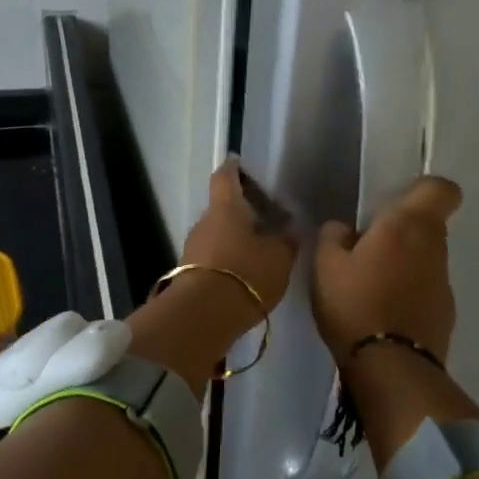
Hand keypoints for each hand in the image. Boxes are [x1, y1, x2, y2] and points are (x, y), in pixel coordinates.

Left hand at [177, 157, 297, 313]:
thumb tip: (289, 229)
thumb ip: (286, 241)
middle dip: (241, 212)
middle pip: (222, 209)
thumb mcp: (279, 257)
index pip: (225, 177)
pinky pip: (211, 258)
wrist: (204, 315)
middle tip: (265, 219)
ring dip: (234, 239)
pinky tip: (244, 273)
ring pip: (216, 235)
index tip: (240, 163)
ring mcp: (192, 248)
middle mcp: (204, 222)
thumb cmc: (246, 274)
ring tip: (259, 250)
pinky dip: (227, 260)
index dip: (233, 168)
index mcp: (226, 208)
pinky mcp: (188, 273)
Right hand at [311, 176, 462, 361]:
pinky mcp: (446, 312)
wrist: (391, 367)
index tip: (395, 203)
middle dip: (402, 230)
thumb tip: (343, 228)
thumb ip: (333, 236)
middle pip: (428, 224)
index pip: (441, 189)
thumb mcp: (325, 265)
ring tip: (370, 285)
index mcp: (408, 225)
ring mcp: (443, 282)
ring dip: (404, 263)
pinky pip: (425, 288)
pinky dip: (409, 292)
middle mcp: (434, 247)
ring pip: (426, 258)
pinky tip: (383, 312)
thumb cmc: (355, 304)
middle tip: (366, 248)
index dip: (422, 190)